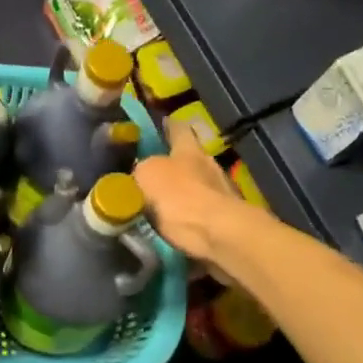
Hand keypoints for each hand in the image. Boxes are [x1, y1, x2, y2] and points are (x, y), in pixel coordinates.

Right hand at [133, 121, 245, 261]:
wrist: (218, 236)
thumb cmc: (181, 198)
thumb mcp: (147, 175)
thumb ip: (141, 169)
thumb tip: (139, 173)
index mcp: (189, 149)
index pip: (178, 128)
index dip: (165, 126)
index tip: (153, 127)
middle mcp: (208, 166)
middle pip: (187, 159)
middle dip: (169, 166)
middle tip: (144, 176)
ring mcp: (220, 194)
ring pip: (193, 189)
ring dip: (177, 197)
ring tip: (153, 208)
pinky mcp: (223, 221)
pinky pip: (198, 216)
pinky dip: (184, 221)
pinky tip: (169, 230)